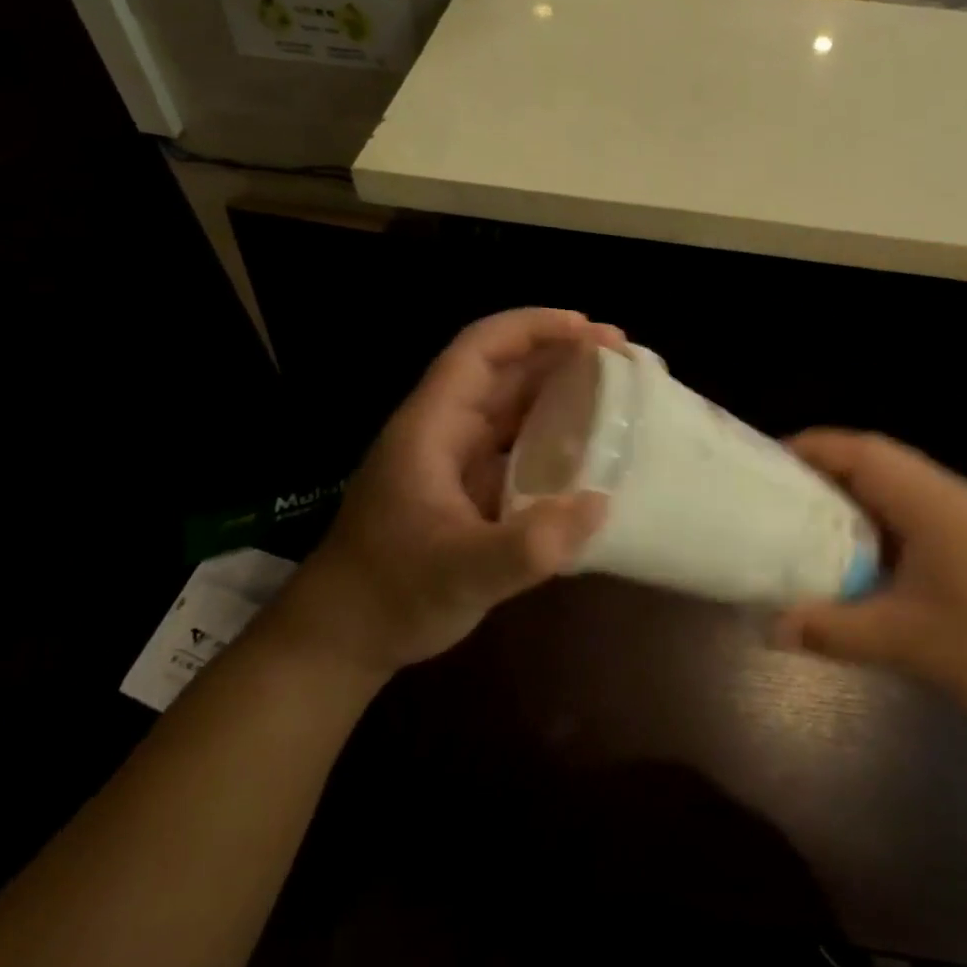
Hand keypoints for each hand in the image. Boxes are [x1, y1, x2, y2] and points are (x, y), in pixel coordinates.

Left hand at [269, 309, 618, 677]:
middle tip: (622, 355)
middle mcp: (446, 431)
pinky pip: (519, 447)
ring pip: (513, 407)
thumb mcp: (458, 573)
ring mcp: (458, 461)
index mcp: (432, 426)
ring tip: (618, 390)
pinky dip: (556, 438)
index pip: (479, 351)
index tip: (588, 330)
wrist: (345, 638)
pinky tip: (592, 452)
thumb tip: (600, 505)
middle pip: (504, 371)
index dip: (532, 328)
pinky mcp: (471, 490)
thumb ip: (526, 546)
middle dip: (560, 353)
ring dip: (561, 391)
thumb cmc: (390, 594)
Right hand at [773, 430, 966, 730]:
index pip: (862, 452)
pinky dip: (873, 512)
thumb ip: (831, 630)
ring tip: (805, 511)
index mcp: (929, 502)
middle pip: (875, 457)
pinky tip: (854, 545)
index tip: (769, 461)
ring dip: (850, 487)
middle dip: (825, 463)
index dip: (813, 448)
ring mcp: (961, 514)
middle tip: (778, 487)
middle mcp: (945, 494)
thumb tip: (770, 628)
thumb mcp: (901, 641)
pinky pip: (909, 505)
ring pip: (894, 480)